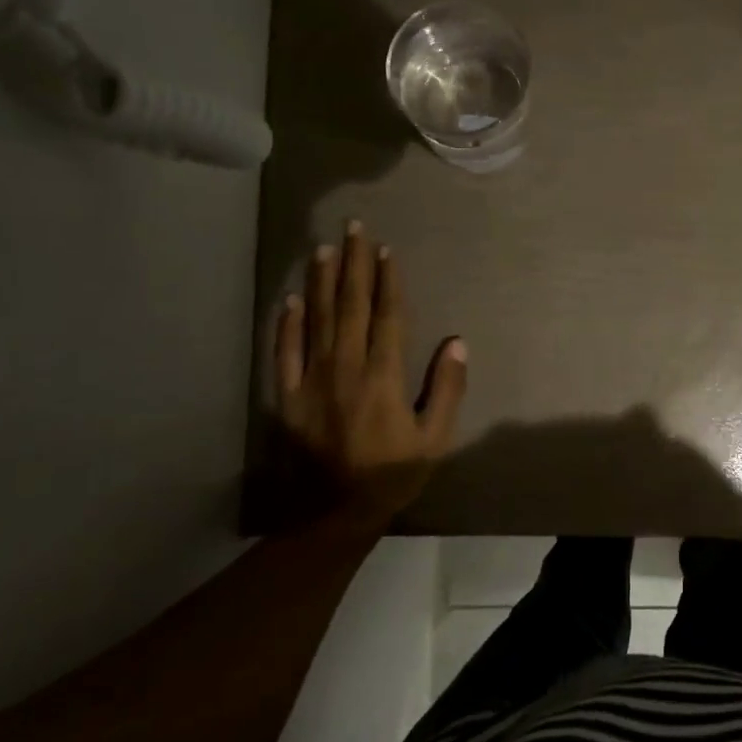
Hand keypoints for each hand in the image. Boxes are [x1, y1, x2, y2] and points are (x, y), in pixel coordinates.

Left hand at [260, 223, 467, 532]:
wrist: (335, 514)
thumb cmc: (392, 474)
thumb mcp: (435, 439)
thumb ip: (447, 389)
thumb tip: (456, 342)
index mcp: (384, 377)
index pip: (387, 317)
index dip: (387, 281)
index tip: (385, 249)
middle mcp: (346, 368)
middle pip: (351, 306)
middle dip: (353, 264)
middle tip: (353, 227)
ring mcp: (312, 380)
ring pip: (317, 319)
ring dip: (322, 281)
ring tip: (324, 248)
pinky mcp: (288, 395)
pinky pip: (285, 351)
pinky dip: (287, 323)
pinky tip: (291, 298)